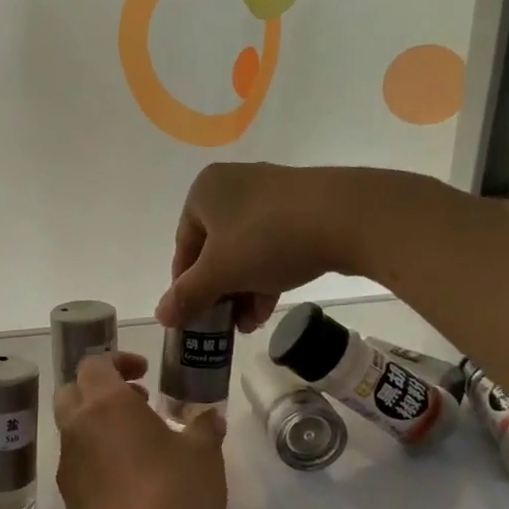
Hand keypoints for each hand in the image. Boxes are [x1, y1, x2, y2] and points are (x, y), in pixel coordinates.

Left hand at [53, 352, 226, 508]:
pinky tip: (132, 481)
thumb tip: (207, 418)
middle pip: (73, 392)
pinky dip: (97, 457)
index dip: (118, 361)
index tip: (145, 373)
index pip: (94, 364)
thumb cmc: (175, 497)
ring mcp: (67, 465)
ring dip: (99, 425)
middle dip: (100, 390)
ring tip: (142, 444)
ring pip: (73, 429)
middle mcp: (77, 428)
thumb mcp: (204, 456)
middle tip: (138, 403)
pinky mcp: (68, 500)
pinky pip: (78, 462)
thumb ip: (203, 427)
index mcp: (104, 404)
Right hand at [157, 162, 381, 330]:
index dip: (187, 286)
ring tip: (251, 323)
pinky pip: (273, 242)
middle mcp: (234, 184)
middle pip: (215, 249)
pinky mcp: (303, 205)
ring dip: (243, 289)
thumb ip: (187, 295)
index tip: (196, 316)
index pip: (184, 246)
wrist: (348, 216)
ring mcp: (271, 192)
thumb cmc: (268, 239)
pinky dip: (268, 273)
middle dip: (221, 291)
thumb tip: (160, 316)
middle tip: (227, 324)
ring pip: (246, 249)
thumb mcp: (220, 273)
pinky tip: (271, 305)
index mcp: (204, 191)